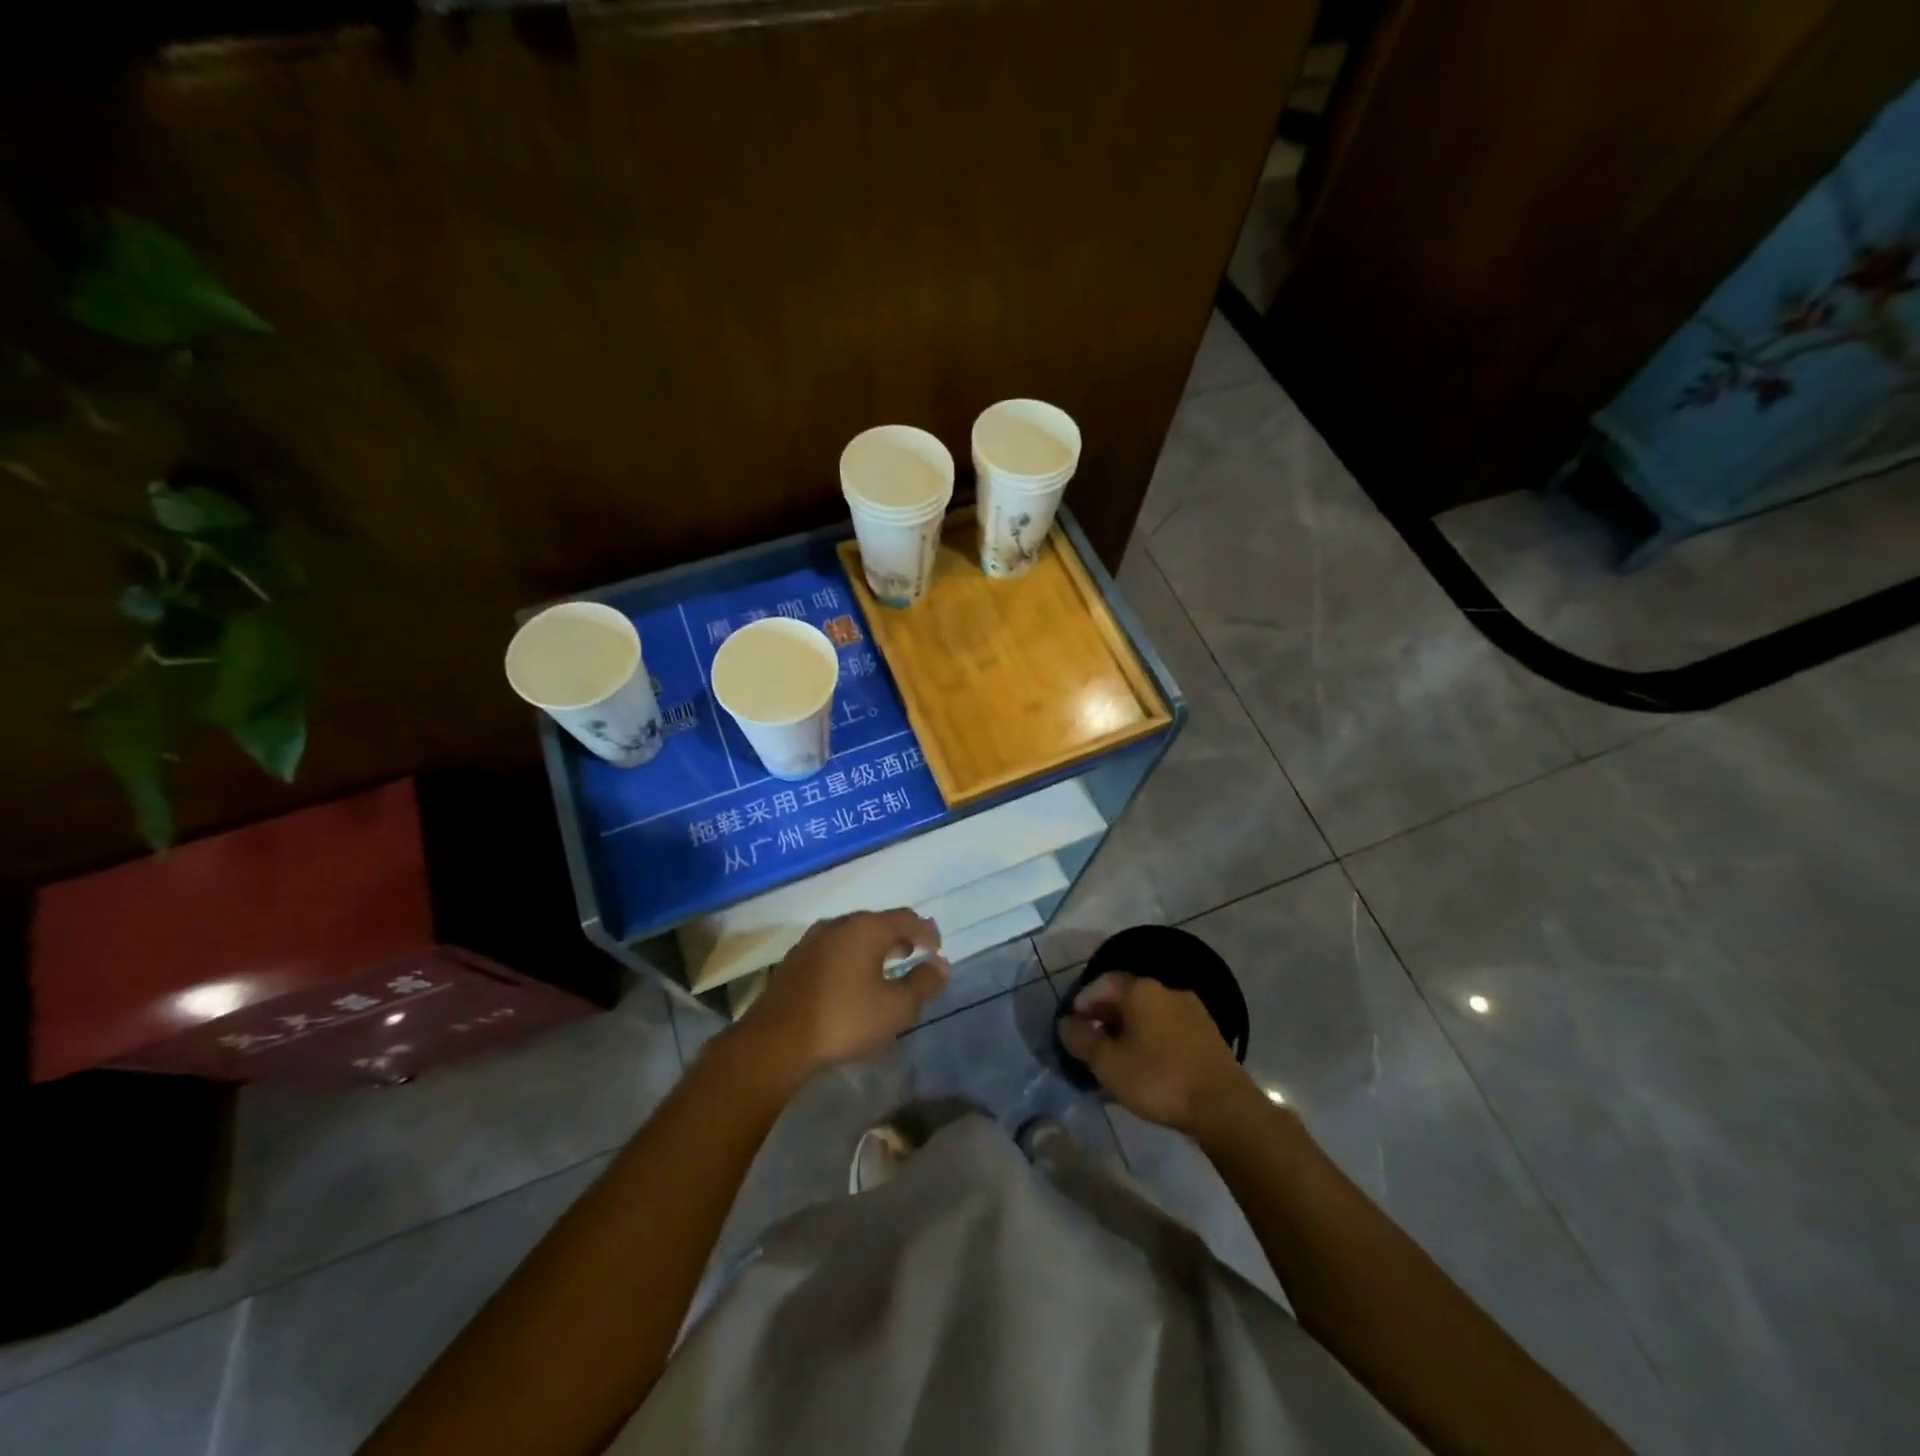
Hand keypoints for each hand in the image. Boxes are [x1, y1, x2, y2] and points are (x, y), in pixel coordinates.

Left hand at [736, 910, 947, 1081]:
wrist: (775, 1040)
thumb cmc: (843, 1020)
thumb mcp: (895, 1008)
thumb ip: (923, 984)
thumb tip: (940, 965)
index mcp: (867, 928)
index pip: (907, 918)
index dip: (927, 932)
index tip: (937, 950)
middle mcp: (839, 923)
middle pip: (879, 922)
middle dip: (900, 936)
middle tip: (914, 955)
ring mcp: (813, 939)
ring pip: (854, 934)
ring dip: (874, 946)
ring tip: (885, 966)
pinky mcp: (796, 958)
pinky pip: (834, 947)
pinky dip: (851, 955)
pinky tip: (851, 978)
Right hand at [1057, 972, 1254, 1134]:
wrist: (1223, 1106)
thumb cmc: (1158, 1078)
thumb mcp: (1108, 1063)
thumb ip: (1082, 1040)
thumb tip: (1066, 1024)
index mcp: (1142, 990)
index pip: (1103, 982)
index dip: (1084, 1000)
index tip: (1073, 1023)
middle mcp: (1167, 990)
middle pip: (1128, 996)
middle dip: (1106, 1016)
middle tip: (1092, 1042)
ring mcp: (1192, 1011)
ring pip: (1149, 1013)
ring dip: (1129, 1030)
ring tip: (1117, 1058)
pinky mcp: (1208, 1034)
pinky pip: (1169, 1028)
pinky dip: (1152, 1039)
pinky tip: (1147, 1066)